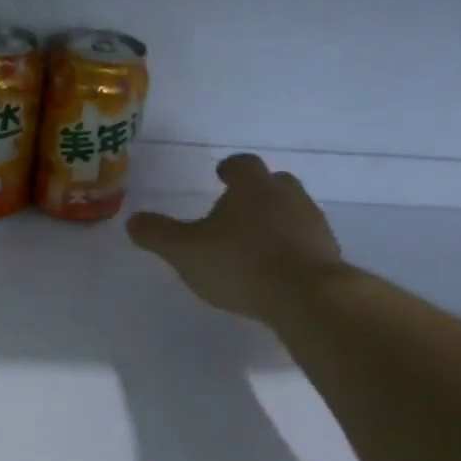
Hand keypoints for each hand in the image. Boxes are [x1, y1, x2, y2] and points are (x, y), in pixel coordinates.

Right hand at [126, 154, 345, 319]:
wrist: (305, 296)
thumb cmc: (239, 263)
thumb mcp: (185, 251)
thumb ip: (158, 234)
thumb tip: (133, 220)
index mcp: (252, 187)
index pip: (241, 164)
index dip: (229, 168)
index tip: (221, 174)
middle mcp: (287, 196)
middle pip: (273, 183)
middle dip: (256, 192)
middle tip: (238, 207)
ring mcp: (312, 223)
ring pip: (292, 211)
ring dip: (275, 220)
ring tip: (254, 242)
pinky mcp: (328, 252)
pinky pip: (304, 241)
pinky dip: (290, 247)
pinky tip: (275, 268)